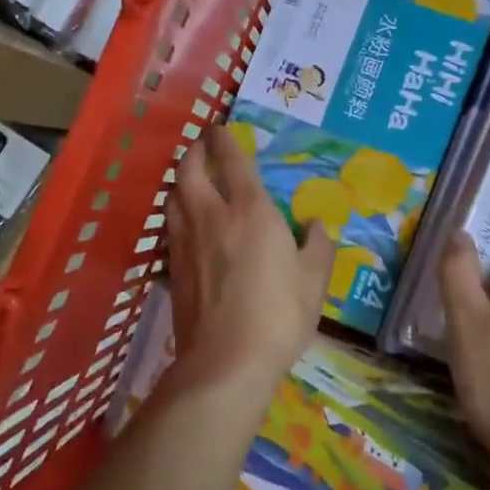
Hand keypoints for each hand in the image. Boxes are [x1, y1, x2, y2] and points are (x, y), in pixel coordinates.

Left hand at [164, 129, 334, 391]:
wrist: (226, 361)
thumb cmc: (278, 315)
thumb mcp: (314, 280)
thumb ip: (318, 246)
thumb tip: (316, 225)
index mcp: (250, 210)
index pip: (232, 160)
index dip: (225, 139)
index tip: (221, 128)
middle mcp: (211, 215)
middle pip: (189, 169)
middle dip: (194, 151)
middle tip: (202, 147)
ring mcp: (186, 241)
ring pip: (173, 195)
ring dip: (181, 179)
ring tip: (191, 178)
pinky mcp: (172, 267)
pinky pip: (171, 224)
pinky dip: (176, 210)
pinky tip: (186, 221)